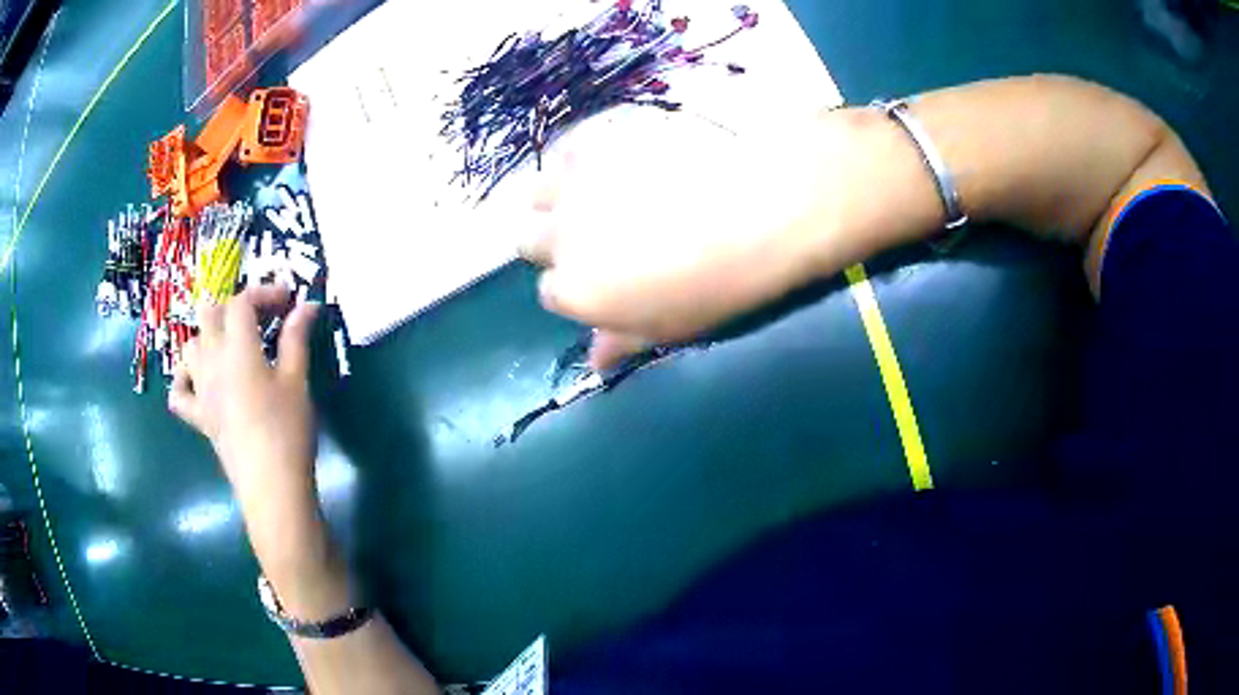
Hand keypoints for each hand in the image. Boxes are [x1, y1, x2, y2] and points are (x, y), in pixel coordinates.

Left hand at [169, 286, 321, 561]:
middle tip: (259, 318)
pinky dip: (185, 379)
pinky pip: (179, 392)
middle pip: (209, 314)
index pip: (241, 302)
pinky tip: (200, 380)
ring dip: (209, 335)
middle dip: (234, 307)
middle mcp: (211, 363)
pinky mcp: (199, 418)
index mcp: (237, 350)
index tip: (288, 299)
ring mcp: (200, 391)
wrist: (272, 488)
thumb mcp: (297, 381)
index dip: (263, 292)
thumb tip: (307, 305)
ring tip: (231, 344)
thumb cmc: (288, 432)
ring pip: (190, 345)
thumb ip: (296, 339)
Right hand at [519, 106, 849, 368]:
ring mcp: (573, 183)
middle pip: (528, 240)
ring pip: (537, 191)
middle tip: (592, 235)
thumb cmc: (720, 284)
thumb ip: (622, 340)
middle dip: (551, 242)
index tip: (603, 279)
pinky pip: (567, 148)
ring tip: (595, 193)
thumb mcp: (671, 328)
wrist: (760, 209)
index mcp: (574, 291)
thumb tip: (595, 360)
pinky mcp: (597, 138)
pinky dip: (580, 157)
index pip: (551, 293)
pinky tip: (615, 159)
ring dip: (557, 197)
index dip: (576, 286)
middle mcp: (558, 237)